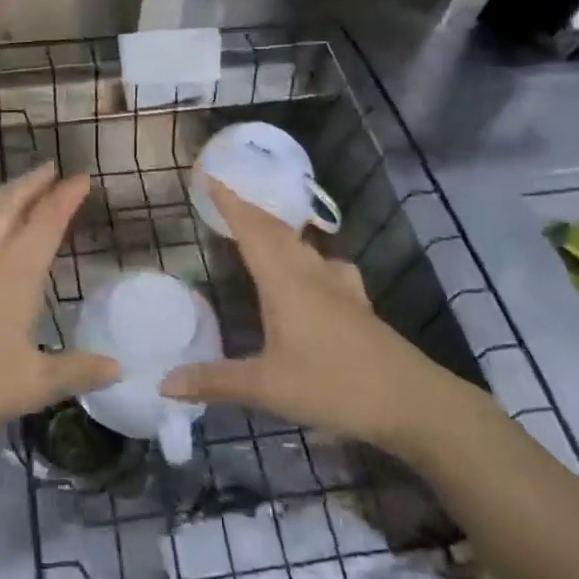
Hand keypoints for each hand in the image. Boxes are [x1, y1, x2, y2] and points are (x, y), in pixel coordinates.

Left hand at [0, 164, 118, 456]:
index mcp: (16, 271)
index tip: (81, 177)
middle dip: (33, 183)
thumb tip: (118, 367)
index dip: (66, 197)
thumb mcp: (30, 386)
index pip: (48, 221)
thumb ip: (76, 371)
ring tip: (11, 184)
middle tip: (49, 168)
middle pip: (11, 203)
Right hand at [162, 181, 463, 448]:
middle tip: (228, 199)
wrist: (412, 401)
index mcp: (284, 282)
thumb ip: (215, 381)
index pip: (252, 230)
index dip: (231, 203)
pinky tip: (316, 268)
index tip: (212, 177)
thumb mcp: (267, 388)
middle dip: (250, 211)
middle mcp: (310, 274)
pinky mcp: (358, 304)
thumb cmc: (334, 386)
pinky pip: (326, 265)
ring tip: (262, 227)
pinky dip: (310, 255)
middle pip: (277, 230)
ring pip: (303, 245)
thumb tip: (165, 383)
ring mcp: (339, 287)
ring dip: (278, 230)